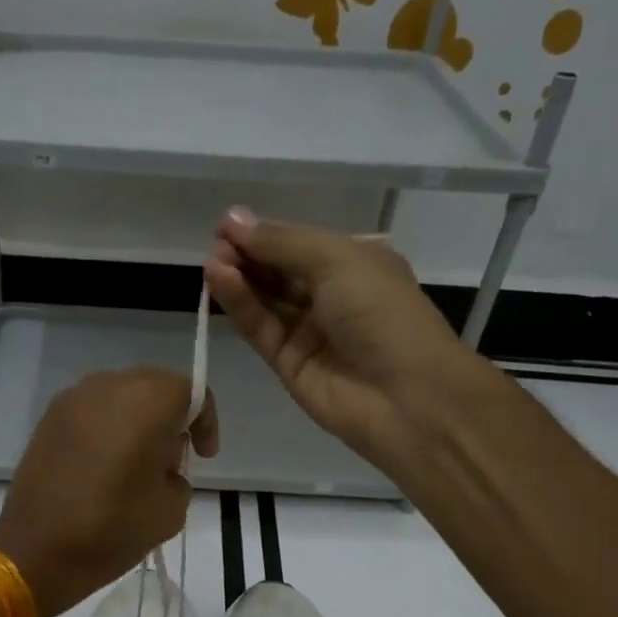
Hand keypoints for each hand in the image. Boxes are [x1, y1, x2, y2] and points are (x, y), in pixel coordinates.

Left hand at [0, 369, 218, 616]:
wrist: (36, 550)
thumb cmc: (112, 528)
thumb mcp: (170, 510)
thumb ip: (178, 476)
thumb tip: (162, 468)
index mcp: (147, 403)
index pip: (190, 393)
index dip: (204, 422)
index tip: (203, 455)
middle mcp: (109, 386)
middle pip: (154, 386)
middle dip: (171, 416)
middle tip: (172, 458)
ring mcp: (74, 399)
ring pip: (121, 395)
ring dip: (137, 419)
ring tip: (137, 462)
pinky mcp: (49, 417)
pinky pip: (92, 410)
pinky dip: (107, 427)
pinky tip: (105, 463)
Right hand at [203, 206, 481, 467]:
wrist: (406, 397)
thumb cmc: (382, 313)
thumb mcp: (337, 260)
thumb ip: (282, 243)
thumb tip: (234, 219)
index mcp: (356, 263)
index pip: (300, 243)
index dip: (265, 233)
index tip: (227, 225)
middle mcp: (332, 295)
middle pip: (279, 271)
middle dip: (248, 254)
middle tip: (216, 244)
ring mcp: (309, 332)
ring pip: (265, 299)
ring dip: (238, 278)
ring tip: (211, 262)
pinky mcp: (288, 364)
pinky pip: (260, 328)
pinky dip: (239, 304)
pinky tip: (218, 280)